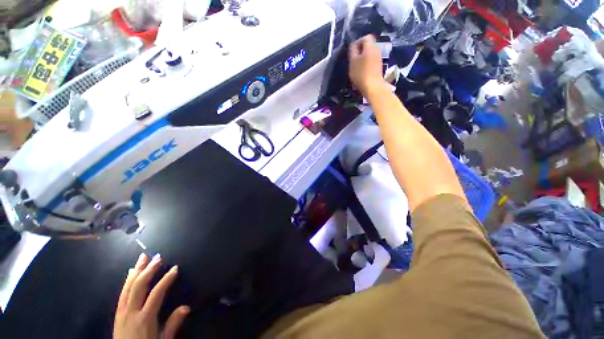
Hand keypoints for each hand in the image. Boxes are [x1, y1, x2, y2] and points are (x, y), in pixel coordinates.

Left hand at [114, 253, 189, 338]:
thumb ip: (173, 324)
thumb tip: (186, 307)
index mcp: (144, 319)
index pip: (156, 294)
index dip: (166, 280)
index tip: (175, 268)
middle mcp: (131, 312)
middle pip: (139, 287)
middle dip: (148, 270)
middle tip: (158, 257)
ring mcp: (122, 312)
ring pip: (128, 287)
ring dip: (137, 271)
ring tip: (143, 257)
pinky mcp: (117, 314)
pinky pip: (122, 293)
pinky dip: (127, 281)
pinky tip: (130, 273)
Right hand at [349, 35, 384, 95]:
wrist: (373, 87)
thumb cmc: (361, 73)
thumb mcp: (353, 61)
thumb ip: (352, 50)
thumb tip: (353, 44)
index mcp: (370, 46)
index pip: (366, 37)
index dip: (358, 42)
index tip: (352, 51)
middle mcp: (376, 49)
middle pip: (368, 45)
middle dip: (360, 50)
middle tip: (353, 59)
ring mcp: (379, 58)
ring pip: (370, 53)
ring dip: (363, 58)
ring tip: (357, 66)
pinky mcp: (379, 66)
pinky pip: (372, 60)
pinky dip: (367, 63)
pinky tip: (362, 72)